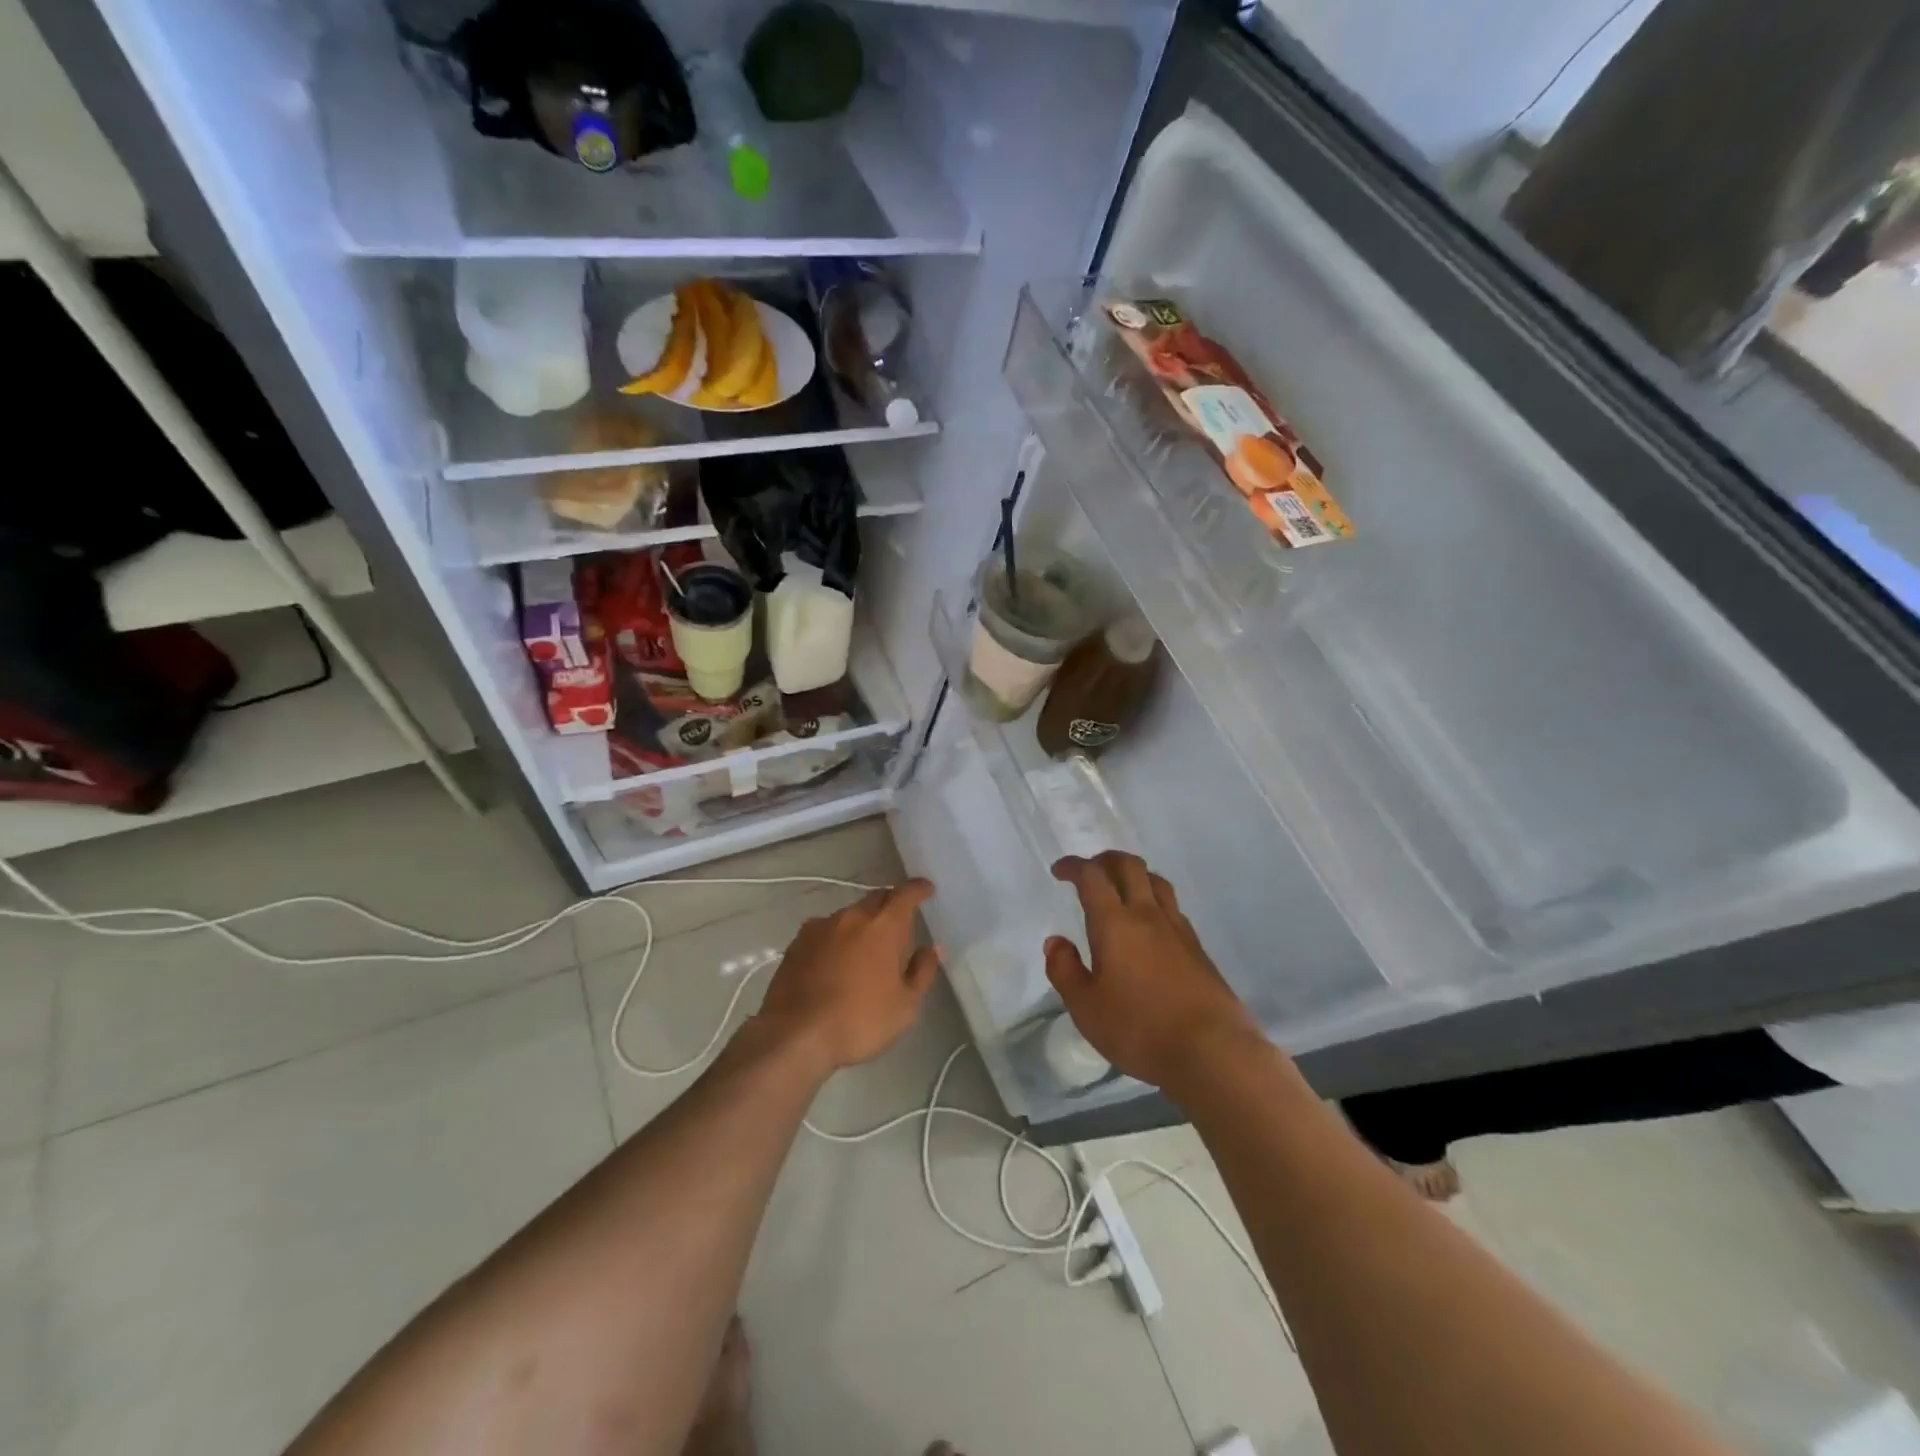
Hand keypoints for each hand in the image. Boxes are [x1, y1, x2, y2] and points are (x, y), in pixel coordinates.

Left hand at [756, 880, 940, 1072]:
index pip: (905, 894)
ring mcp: (820, 927)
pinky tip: (836, 959)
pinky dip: (837, 937)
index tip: (927, 889)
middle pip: (876, 898)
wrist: (794, 1036)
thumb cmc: (859, 1021)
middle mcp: (852, 917)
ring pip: (850, 914)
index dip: (918, 889)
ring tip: (866, 947)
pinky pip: (826, 930)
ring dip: (863, 923)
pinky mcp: (797, 942)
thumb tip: (932, 949)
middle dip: (891, 904)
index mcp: (883, 927)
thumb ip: (922, 972)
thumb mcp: (905, 1006)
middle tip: (900, 922)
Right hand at [1045, 853, 1261, 1093]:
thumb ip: (1065, 970)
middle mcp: (1148, 915)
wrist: (1212, 1051)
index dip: (1074, 867)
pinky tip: (1150, 925)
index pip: (1092, 877)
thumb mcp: (1086, 1008)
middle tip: (1090, 871)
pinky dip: (1154, 901)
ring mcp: (1178, 929)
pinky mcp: (1198, 949)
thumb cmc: (1139, 1029)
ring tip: (1121, 889)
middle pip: (1130, 866)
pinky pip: (1173, 908)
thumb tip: (1056, 942)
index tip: (1060, 870)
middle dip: (1106, 860)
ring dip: (1135, 875)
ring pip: (1157, 882)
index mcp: (1115, 923)